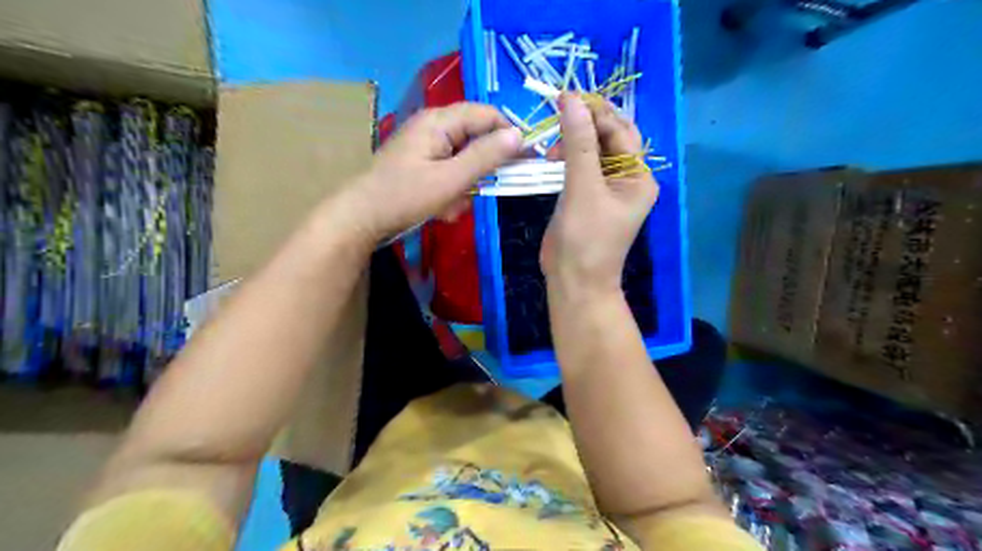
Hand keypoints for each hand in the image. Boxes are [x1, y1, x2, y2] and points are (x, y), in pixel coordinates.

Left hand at [342, 100, 521, 242]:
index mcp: (440, 121)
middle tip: (483, 191)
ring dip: (465, 185)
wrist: (361, 217)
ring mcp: (425, 146)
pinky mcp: (421, 163)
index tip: (525, 160)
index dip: (509, 134)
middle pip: (476, 138)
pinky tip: (443, 209)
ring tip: (452, 207)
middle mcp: (433, 126)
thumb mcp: (451, 179)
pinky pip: (449, 172)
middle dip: (481, 169)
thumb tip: (519, 135)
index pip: (487, 115)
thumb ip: (486, 157)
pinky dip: (452, 190)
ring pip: (464, 160)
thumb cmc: (405, 196)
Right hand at [540, 94, 662, 300]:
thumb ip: (578, 143)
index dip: (594, 112)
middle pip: (609, 138)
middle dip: (584, 124)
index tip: (563, 97)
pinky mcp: (588, 197)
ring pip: (592, 151)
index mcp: (639, 177)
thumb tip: (570, 99)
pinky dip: (566, 157)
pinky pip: (580, 167)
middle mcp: (628, 179)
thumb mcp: (583, 188)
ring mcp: (607, 188)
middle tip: (555, 113)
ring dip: (572, 141)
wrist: (573, 281)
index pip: (620, 132)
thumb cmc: (585, 238)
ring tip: (549, 147)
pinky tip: (550, 156)